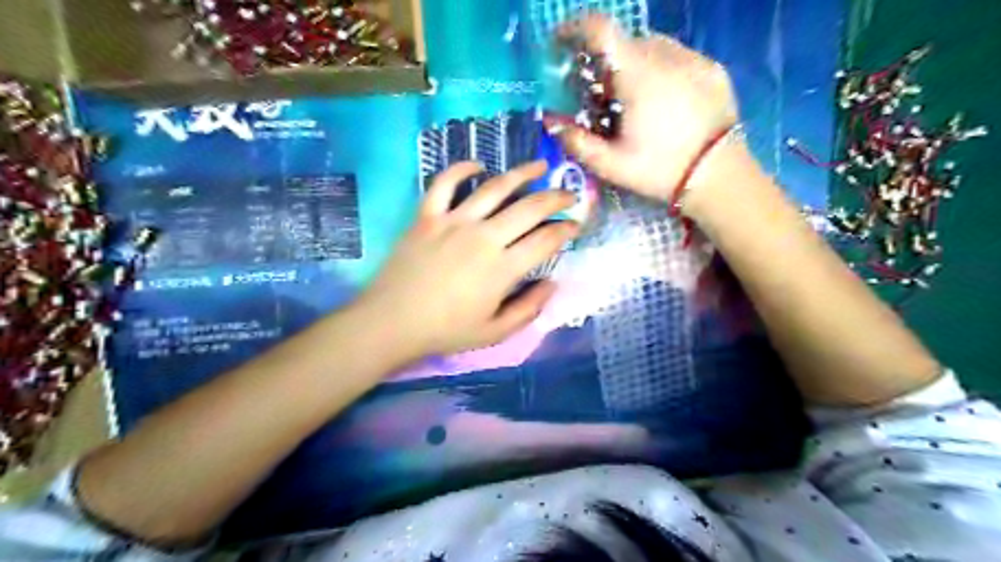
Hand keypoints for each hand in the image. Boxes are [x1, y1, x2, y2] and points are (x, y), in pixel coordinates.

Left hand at [357, 159, 579, 360]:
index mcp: (503, 268)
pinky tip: (478, 165)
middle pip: (529, 207)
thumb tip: (553, 284)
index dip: (566, 230)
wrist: (392, 322)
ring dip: (521, 173)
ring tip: (539, 166)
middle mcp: (484, 237)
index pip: (545, 240)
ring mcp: (454, 221)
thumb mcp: (495, 332)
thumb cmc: (446, 331)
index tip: (576, 225)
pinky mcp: (427, 216)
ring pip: (494, 187)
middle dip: (556, 198)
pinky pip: (445, 183)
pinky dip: (462, 169)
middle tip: (569, 194)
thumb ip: (529, 309)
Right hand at [560, 12, 736, 204]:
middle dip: (605, 62)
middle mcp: (666, 56)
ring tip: (633, 98)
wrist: (719, 177)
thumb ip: (577, 142)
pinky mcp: (713, 69)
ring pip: (652, 47)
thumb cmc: (660, 171)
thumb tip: (551, 122)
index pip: (601, 30)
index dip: (574, 28)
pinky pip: (678, 57)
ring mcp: (694, 60)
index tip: (561, 42)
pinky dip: (661, 69)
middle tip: (601, 94)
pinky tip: (663, 99)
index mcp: (638, 75)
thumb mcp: (612, 165)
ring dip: (634, 65)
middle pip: (625, 42)